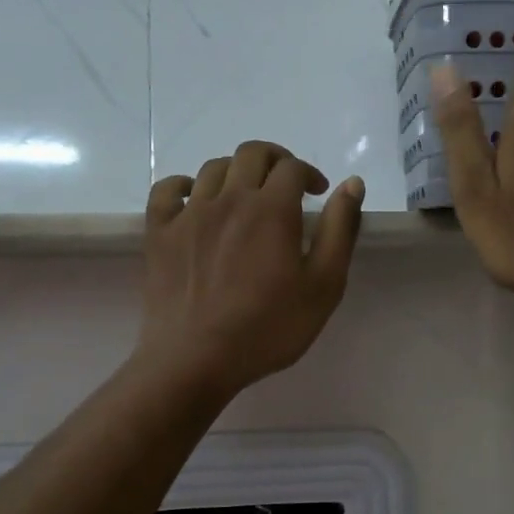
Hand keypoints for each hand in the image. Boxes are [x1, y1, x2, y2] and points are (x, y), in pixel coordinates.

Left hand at [138, 141, 364, 395]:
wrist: (195, 359)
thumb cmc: (268, 327)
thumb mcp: (324, 285)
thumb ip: (340, 230)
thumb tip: (352, 184)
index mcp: (272, 209)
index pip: (292, 168)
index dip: (309, 173)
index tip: (318, 193)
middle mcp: (229, 199)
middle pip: (252, 154)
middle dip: (275, 160)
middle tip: (286, 184)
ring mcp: (190, 213)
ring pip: (213, 168)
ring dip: (236, 171)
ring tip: (246, 194)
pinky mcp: (160, 232)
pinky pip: (167, 190)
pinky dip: (184, 184)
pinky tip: (195, 197)